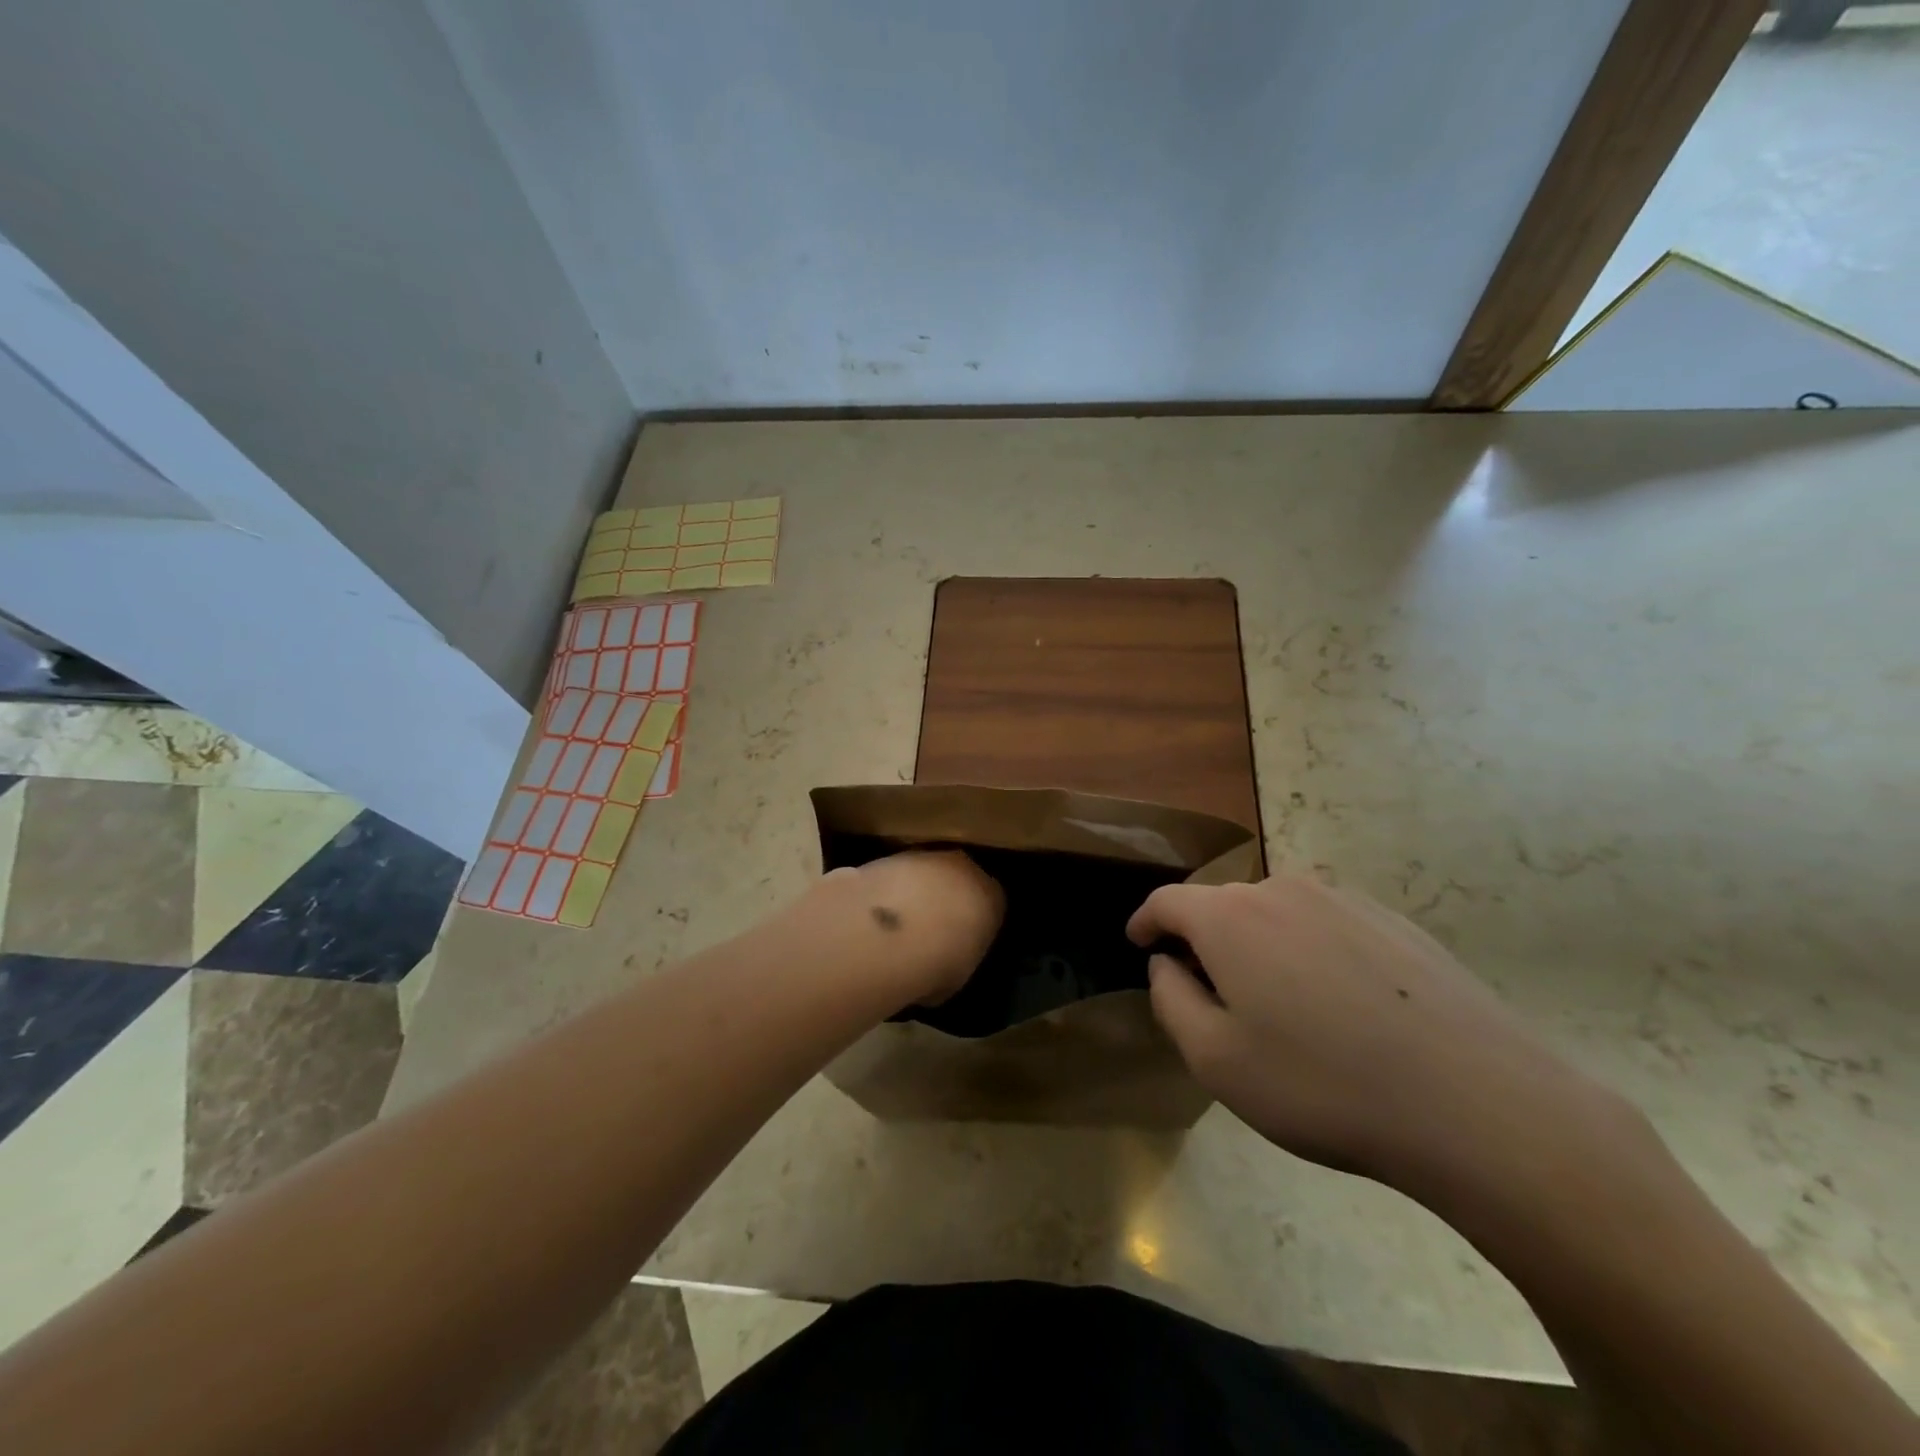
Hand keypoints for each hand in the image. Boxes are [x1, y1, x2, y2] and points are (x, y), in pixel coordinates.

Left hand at [817, 850, 1003, 1006]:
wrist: (894, 932)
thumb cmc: (939, 962)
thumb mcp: (957, 976)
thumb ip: (955, 961)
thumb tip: (939, 966)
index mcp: (991, 898)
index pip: (991, 905)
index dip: (974, 923)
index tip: (960, 941)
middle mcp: (965, 869)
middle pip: (959, 880)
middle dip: (946, 899)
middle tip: (928, 930)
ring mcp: (928, 857)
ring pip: (927, 872)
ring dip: (916, 892)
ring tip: (897, 924)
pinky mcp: (892, 855)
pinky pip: (897, 874)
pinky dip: (889, 890)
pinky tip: (874, 914)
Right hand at [1127, 875, 1605, 1194]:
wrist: (1476, 1103)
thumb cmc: (1322, 1084)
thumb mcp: (1216, 1059)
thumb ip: (1171, 1001)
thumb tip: (1166, 964)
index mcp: (1230, 917)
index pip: (1168, 902)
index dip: (1146, 921)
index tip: (1138, 943)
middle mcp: (1282, 890)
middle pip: (1223, 905)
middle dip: (1204, 940)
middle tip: (1211, 993)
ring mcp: (1344, 900)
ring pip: (1277, 913)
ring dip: (1260, 944)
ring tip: (1279, 1004)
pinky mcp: (1394, 921)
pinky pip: (1328, 925)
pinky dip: (1311, 951)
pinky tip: (1340, 1005)